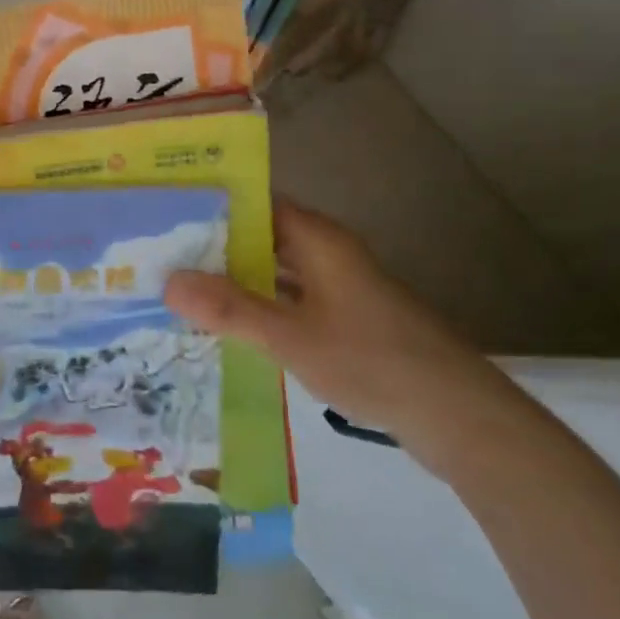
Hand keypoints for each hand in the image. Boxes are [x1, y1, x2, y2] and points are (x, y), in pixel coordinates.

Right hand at [163, 198, 501, 455]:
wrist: (457, 415)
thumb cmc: (371, 360)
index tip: (168, 213)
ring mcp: (340, 289)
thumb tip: (167, 281)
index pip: (258, 203)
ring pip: (277, 272)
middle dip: (217, 246)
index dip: (215, 205)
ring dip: (238, 280)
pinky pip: (292, 302)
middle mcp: (328, 254)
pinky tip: (230, 328)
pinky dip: (262, 308)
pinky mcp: (347, 322)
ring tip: (183, 290)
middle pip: (264, 237)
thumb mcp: (291, 337)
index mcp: (318, 240)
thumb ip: (230, 309)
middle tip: (162, 256)